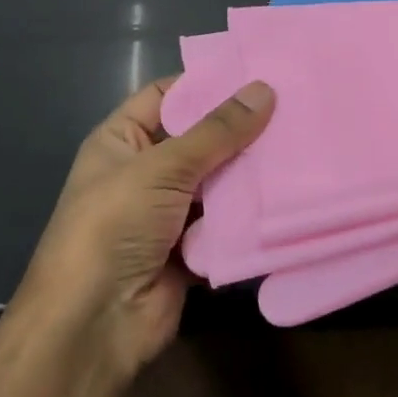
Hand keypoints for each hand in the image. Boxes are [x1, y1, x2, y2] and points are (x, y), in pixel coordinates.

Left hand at [19, 77, 274, 380]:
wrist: (94, 325)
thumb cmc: (114, 227)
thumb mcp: (162, 168)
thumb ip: (217, 131)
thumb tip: (264, 89)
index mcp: (122, 141)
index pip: (166, 96)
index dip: (206, 83)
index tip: (257, 72)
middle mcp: (144, 172)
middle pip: (199, 138)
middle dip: (240, 128)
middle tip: (294, 105)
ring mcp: (168, 213)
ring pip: (218, 181)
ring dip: (250, 171)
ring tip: (302, 142)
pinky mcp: (191, 247)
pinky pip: (226, 220)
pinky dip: (249, 212)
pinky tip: (290, 192)